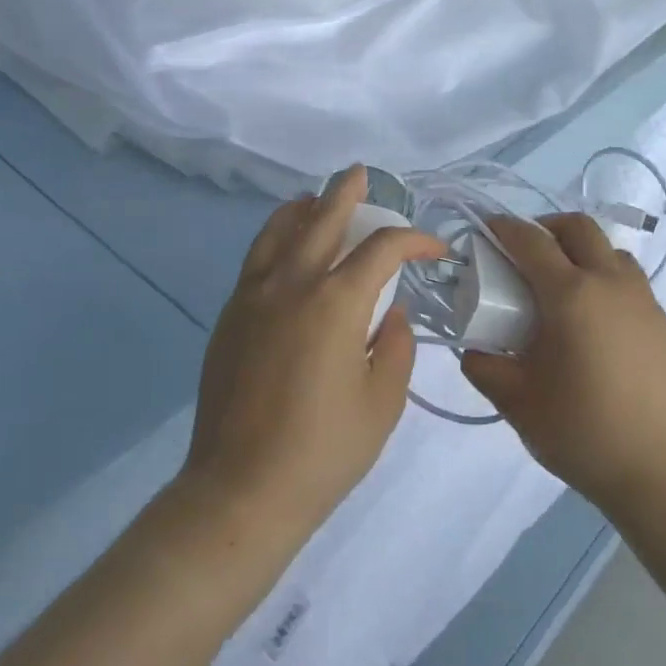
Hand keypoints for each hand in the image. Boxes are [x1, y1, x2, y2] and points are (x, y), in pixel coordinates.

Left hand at [180, 167, 447, 546]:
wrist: (240, 490)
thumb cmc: (323, 450)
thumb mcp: (383, 402)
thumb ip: (396, 346)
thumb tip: (390, 312)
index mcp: (337, 302)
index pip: (383, 248)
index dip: (415, 240)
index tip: (434, 250)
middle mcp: (293, 284)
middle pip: (323, 218)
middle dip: (347, 193)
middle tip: (362, 175)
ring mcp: (254, 296)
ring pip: (278, 230)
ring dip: (304, 208)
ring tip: (317, 200)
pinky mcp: (231, 316)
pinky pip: (256, 258)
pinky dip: (275, 237)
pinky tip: (286, 246)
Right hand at [461, 213, 665, 516]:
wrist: (658, 468)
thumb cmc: (580, 430)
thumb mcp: (516, 401)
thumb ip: (484, 367)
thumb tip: (472, 349)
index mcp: (570, 295)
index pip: (532, 241)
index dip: (505, 228)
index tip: (489, 230)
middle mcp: (610, 283)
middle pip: (578, 227)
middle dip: (547, 227)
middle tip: (527, 252)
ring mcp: (642, 299)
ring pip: (610, 250)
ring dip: (582, 250)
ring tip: (564, 284)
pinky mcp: (662, 321)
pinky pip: (630, 279)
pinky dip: (606, 277)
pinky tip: (595, 319)